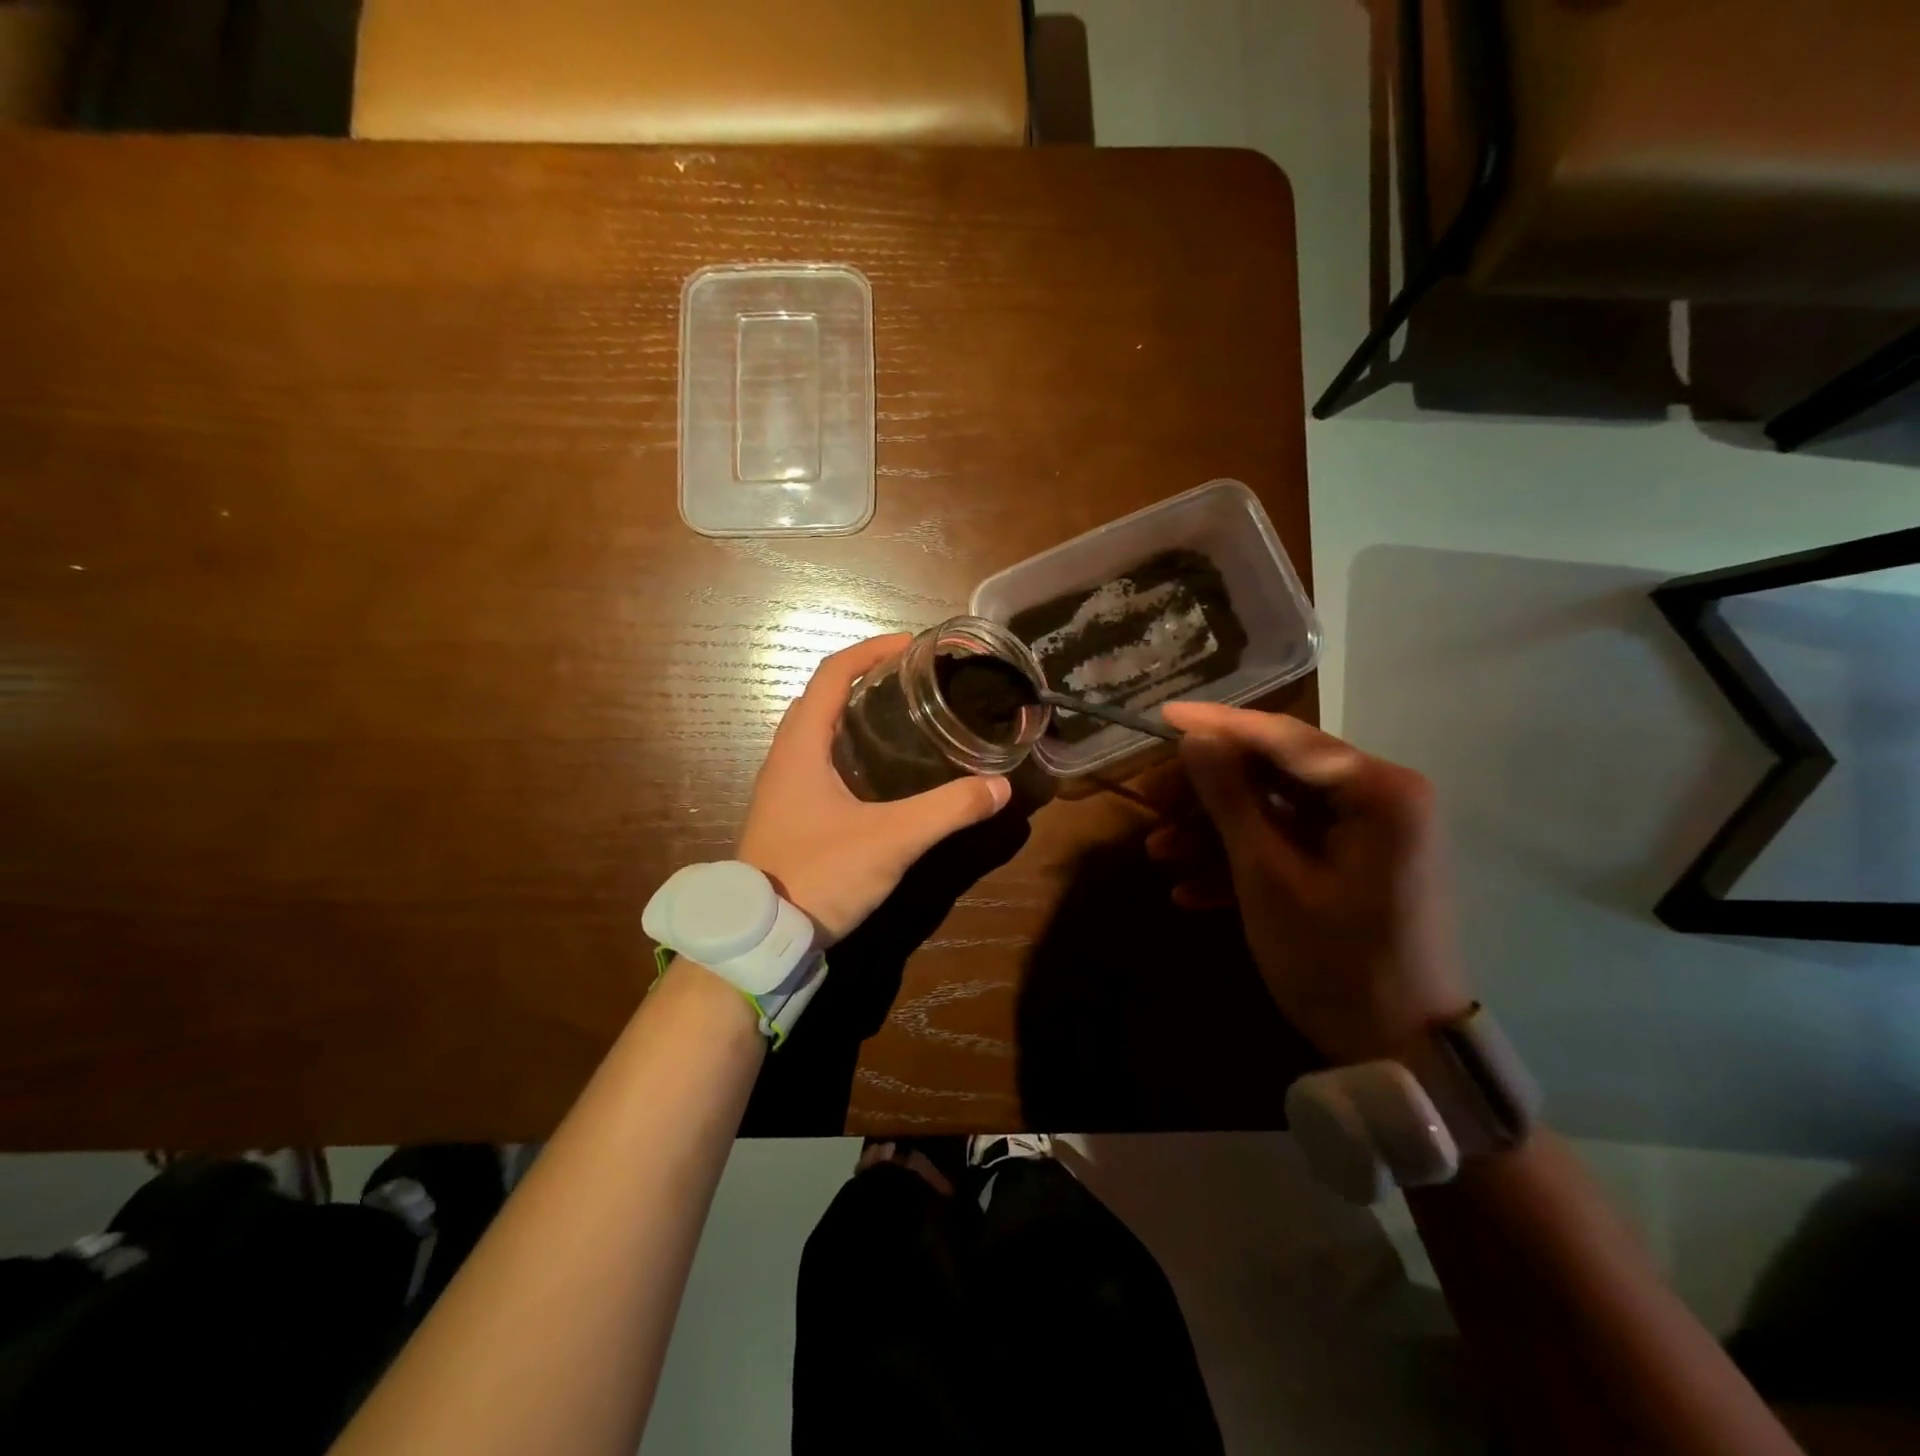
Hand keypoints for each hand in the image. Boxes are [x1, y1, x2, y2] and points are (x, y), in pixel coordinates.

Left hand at [736, 635, 1012, 943]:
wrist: (760, 937)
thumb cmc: (819, 874)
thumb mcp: (891, 841)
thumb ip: (947, 811)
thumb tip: (999, 787)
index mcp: (800, 747)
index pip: (831, 675)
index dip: (870, 651)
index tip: (911, 646)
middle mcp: (785, 758)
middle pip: (822, 698)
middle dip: (864, 678)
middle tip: (913, 682)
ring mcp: (782, 788)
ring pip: (817, 731)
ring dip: (853, 713)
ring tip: (903, 717)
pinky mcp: (789, 814)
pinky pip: (817, 761)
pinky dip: (847, 747)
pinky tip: (880, 771)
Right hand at [1151, 701, 1470, 1063]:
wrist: (1401, 1052)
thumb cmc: (1335, 961)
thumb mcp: (1268, 876)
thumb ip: (1230, 798)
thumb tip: (1195, 739)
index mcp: (1376, 790)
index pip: (1282, 737)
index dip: (1215, 726)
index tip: (1161, 717)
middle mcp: (1378, 798)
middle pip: (1273, 774)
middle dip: (1206, 794)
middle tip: (1149, 804)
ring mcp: (1367, 835)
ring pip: (1274, 813)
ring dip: (1214, 833)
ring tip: (1158, 856)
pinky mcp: (1354, 866)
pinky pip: (1289, 847)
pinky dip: (1241, 863)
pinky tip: (1191, 892)